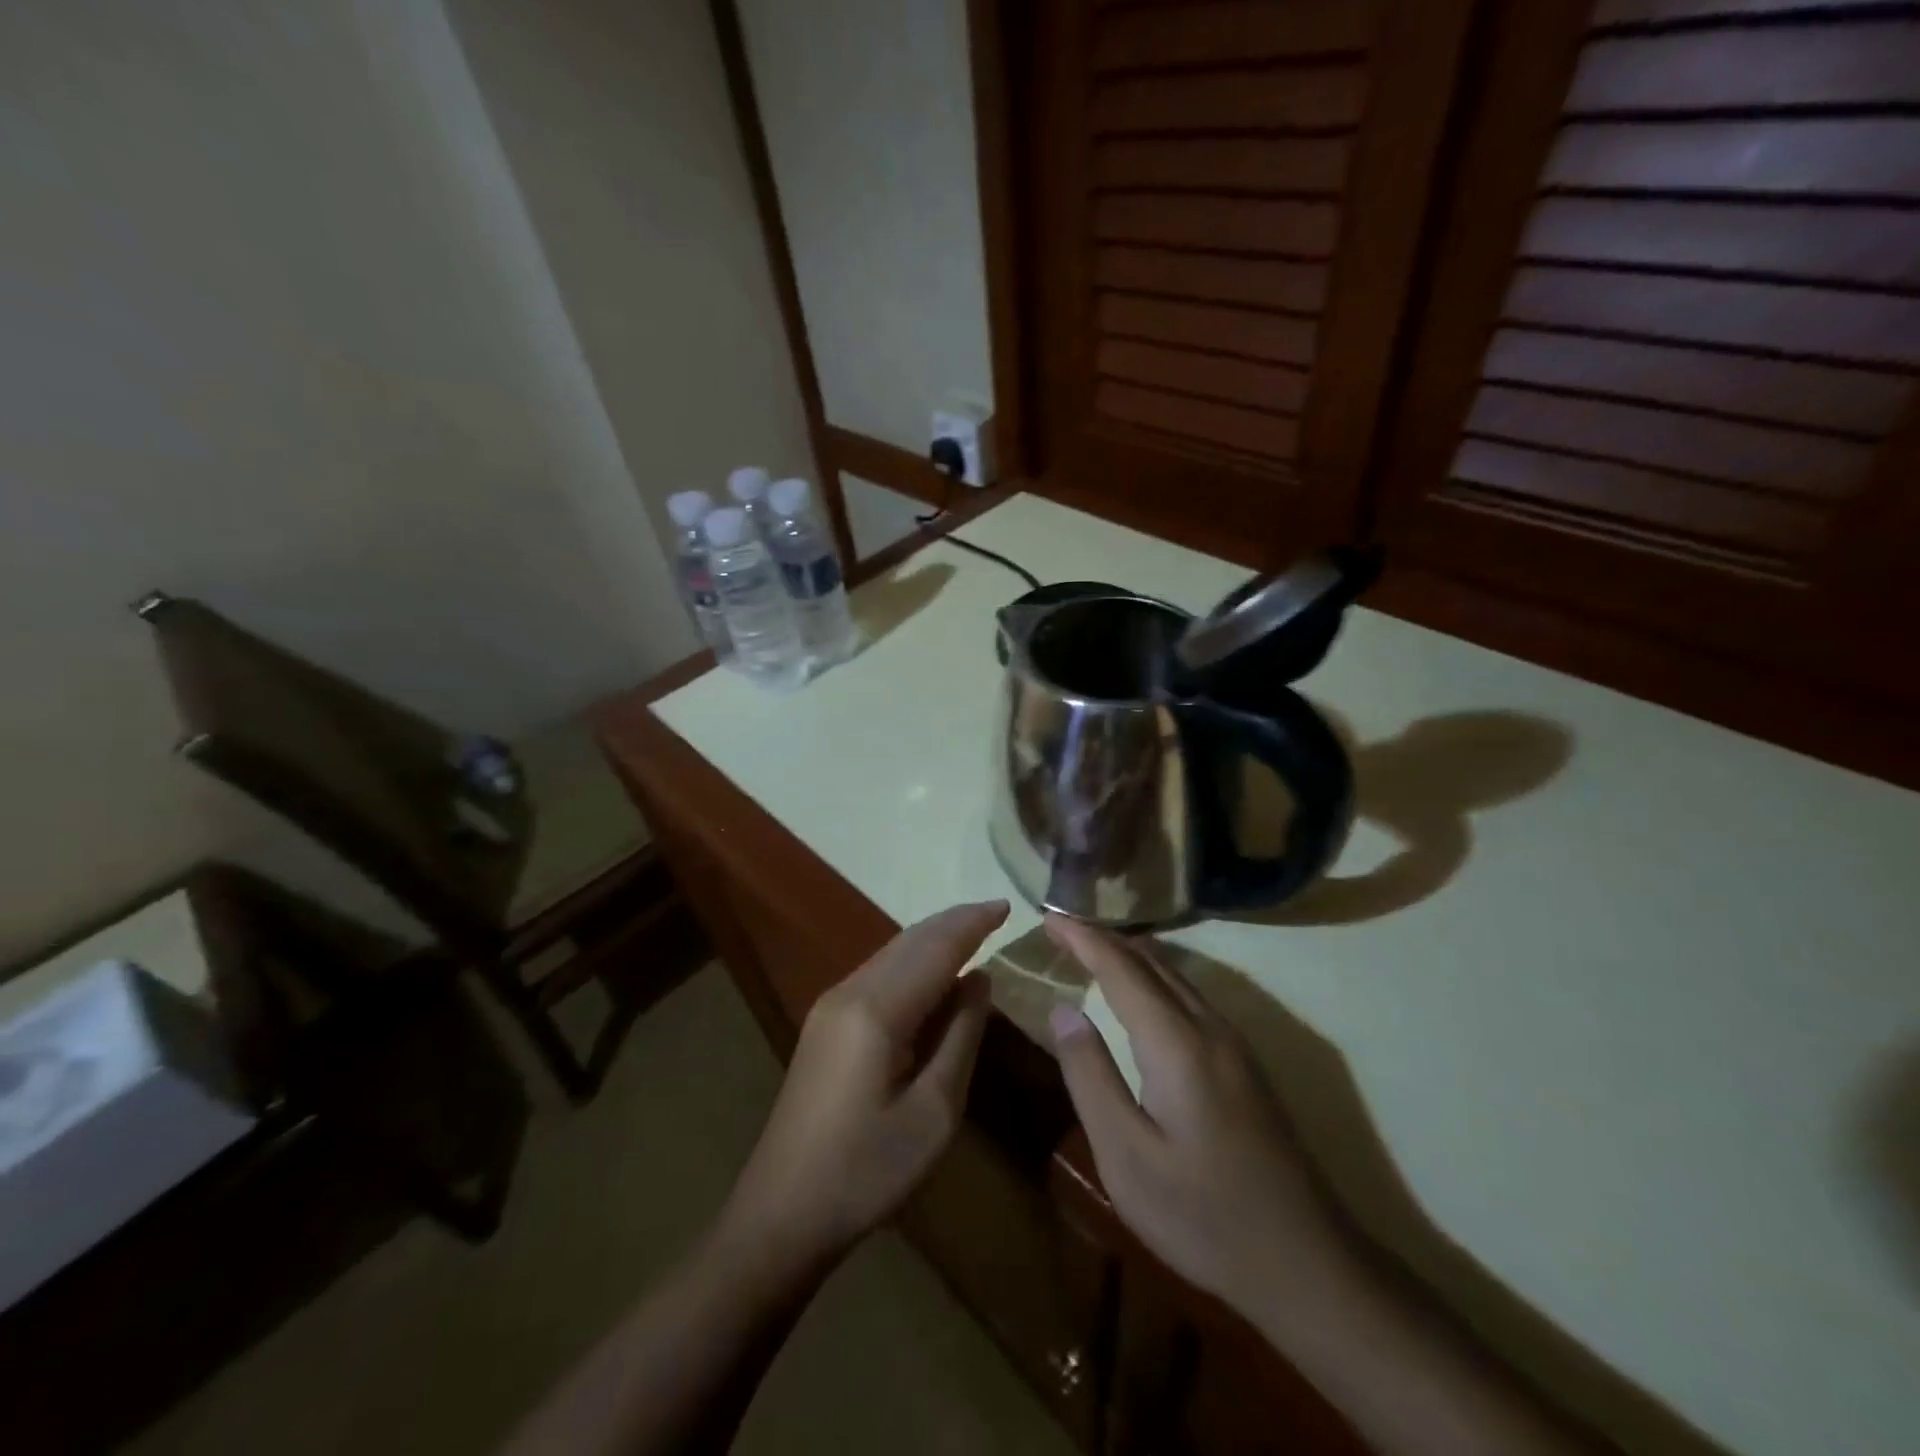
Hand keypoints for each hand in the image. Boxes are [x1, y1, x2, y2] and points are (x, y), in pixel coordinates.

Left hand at [717, 900, 1008, 1270]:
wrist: (782, 1212)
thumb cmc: (867, 1171)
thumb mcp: (934, 1112)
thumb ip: (960, 1037)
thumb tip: (979, 979)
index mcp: (877, 1010)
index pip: (935, 949)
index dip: (972, 924)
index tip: (1007, 905)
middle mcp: (849, 992)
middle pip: (909, 941)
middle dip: (954, 922)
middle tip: (995, 912)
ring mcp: (831, 1005)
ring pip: (891, 953)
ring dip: (932, 939)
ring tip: (973, 933)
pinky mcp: (825, 1022)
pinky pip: (878, 973)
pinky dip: (913, 962)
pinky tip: (933, 974)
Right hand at [1045, 915, 1347, 1330]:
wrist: (1307, 1263)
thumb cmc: (1203, 1215)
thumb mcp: (1126, 1156)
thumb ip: (1091, 1076)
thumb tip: (1063, 1009)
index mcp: (1176, 1043)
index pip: (1121, 968)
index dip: (1082, 938)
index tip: (1047, 918)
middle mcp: (1209, 1027)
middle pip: (1151, 961)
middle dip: (1104, 938)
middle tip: (1061, 929)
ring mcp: (1234, 1044)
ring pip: (1175, 975)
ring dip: (1130, 954)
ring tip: (1092, 950)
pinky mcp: (1245, 1063)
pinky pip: (1190, 995)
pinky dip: (1154, 977)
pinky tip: (1141, 993)